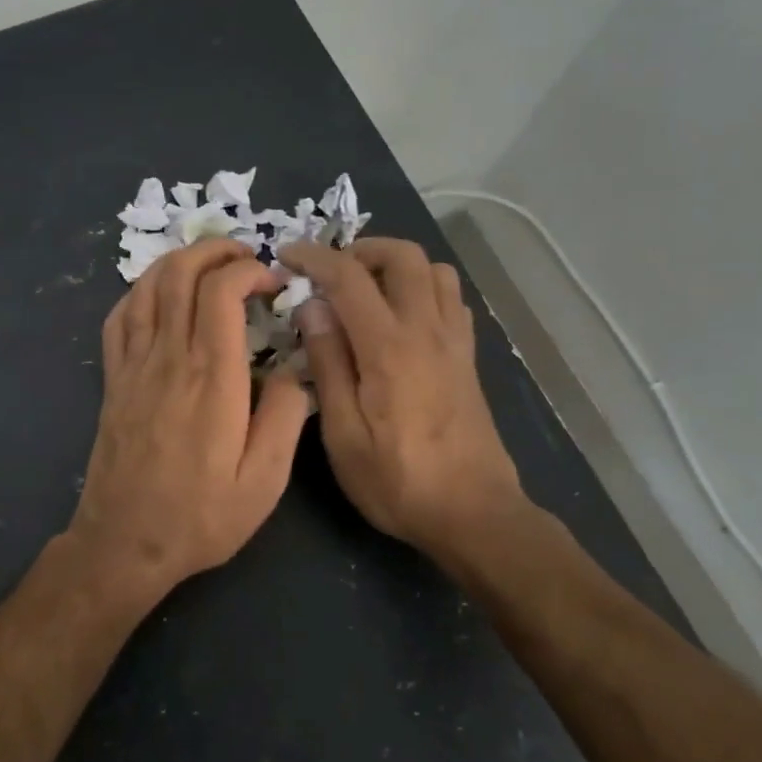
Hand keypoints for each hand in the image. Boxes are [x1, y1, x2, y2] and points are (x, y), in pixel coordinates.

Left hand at [69, 240, 311, 602]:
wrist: (124, 543)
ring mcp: (133, 366)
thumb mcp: (263, 482)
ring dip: (178, 262)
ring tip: (208, 265)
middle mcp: (168, 359)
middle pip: (180, 275)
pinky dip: (140, 292)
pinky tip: (159, 296)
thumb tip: (290, 370)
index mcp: (211, 378)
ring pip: (146, 288)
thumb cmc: (200, 516)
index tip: (273, 283)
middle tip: (245, 257)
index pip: (220, 291)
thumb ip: (284, 418)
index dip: (248, 270)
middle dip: (214, 250)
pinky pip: (119, 317)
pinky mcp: (113, 381)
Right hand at [276, 238, 525, 555]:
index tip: (288, 255)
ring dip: (397, 265)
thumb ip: (327, 364)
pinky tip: (401, 316)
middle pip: (404, 256)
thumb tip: (312, 308)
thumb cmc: (397, 481)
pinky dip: (423, 287)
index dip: (315, 257)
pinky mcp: (468, 357)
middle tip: (330, 272)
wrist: (473, 513)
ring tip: (366, 289)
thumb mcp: (343, 434)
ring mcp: (454, 341)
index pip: (349, 277)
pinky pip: (450, 299)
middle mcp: (427, 330)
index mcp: (388, 347)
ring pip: (435, 270)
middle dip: (362, 249)